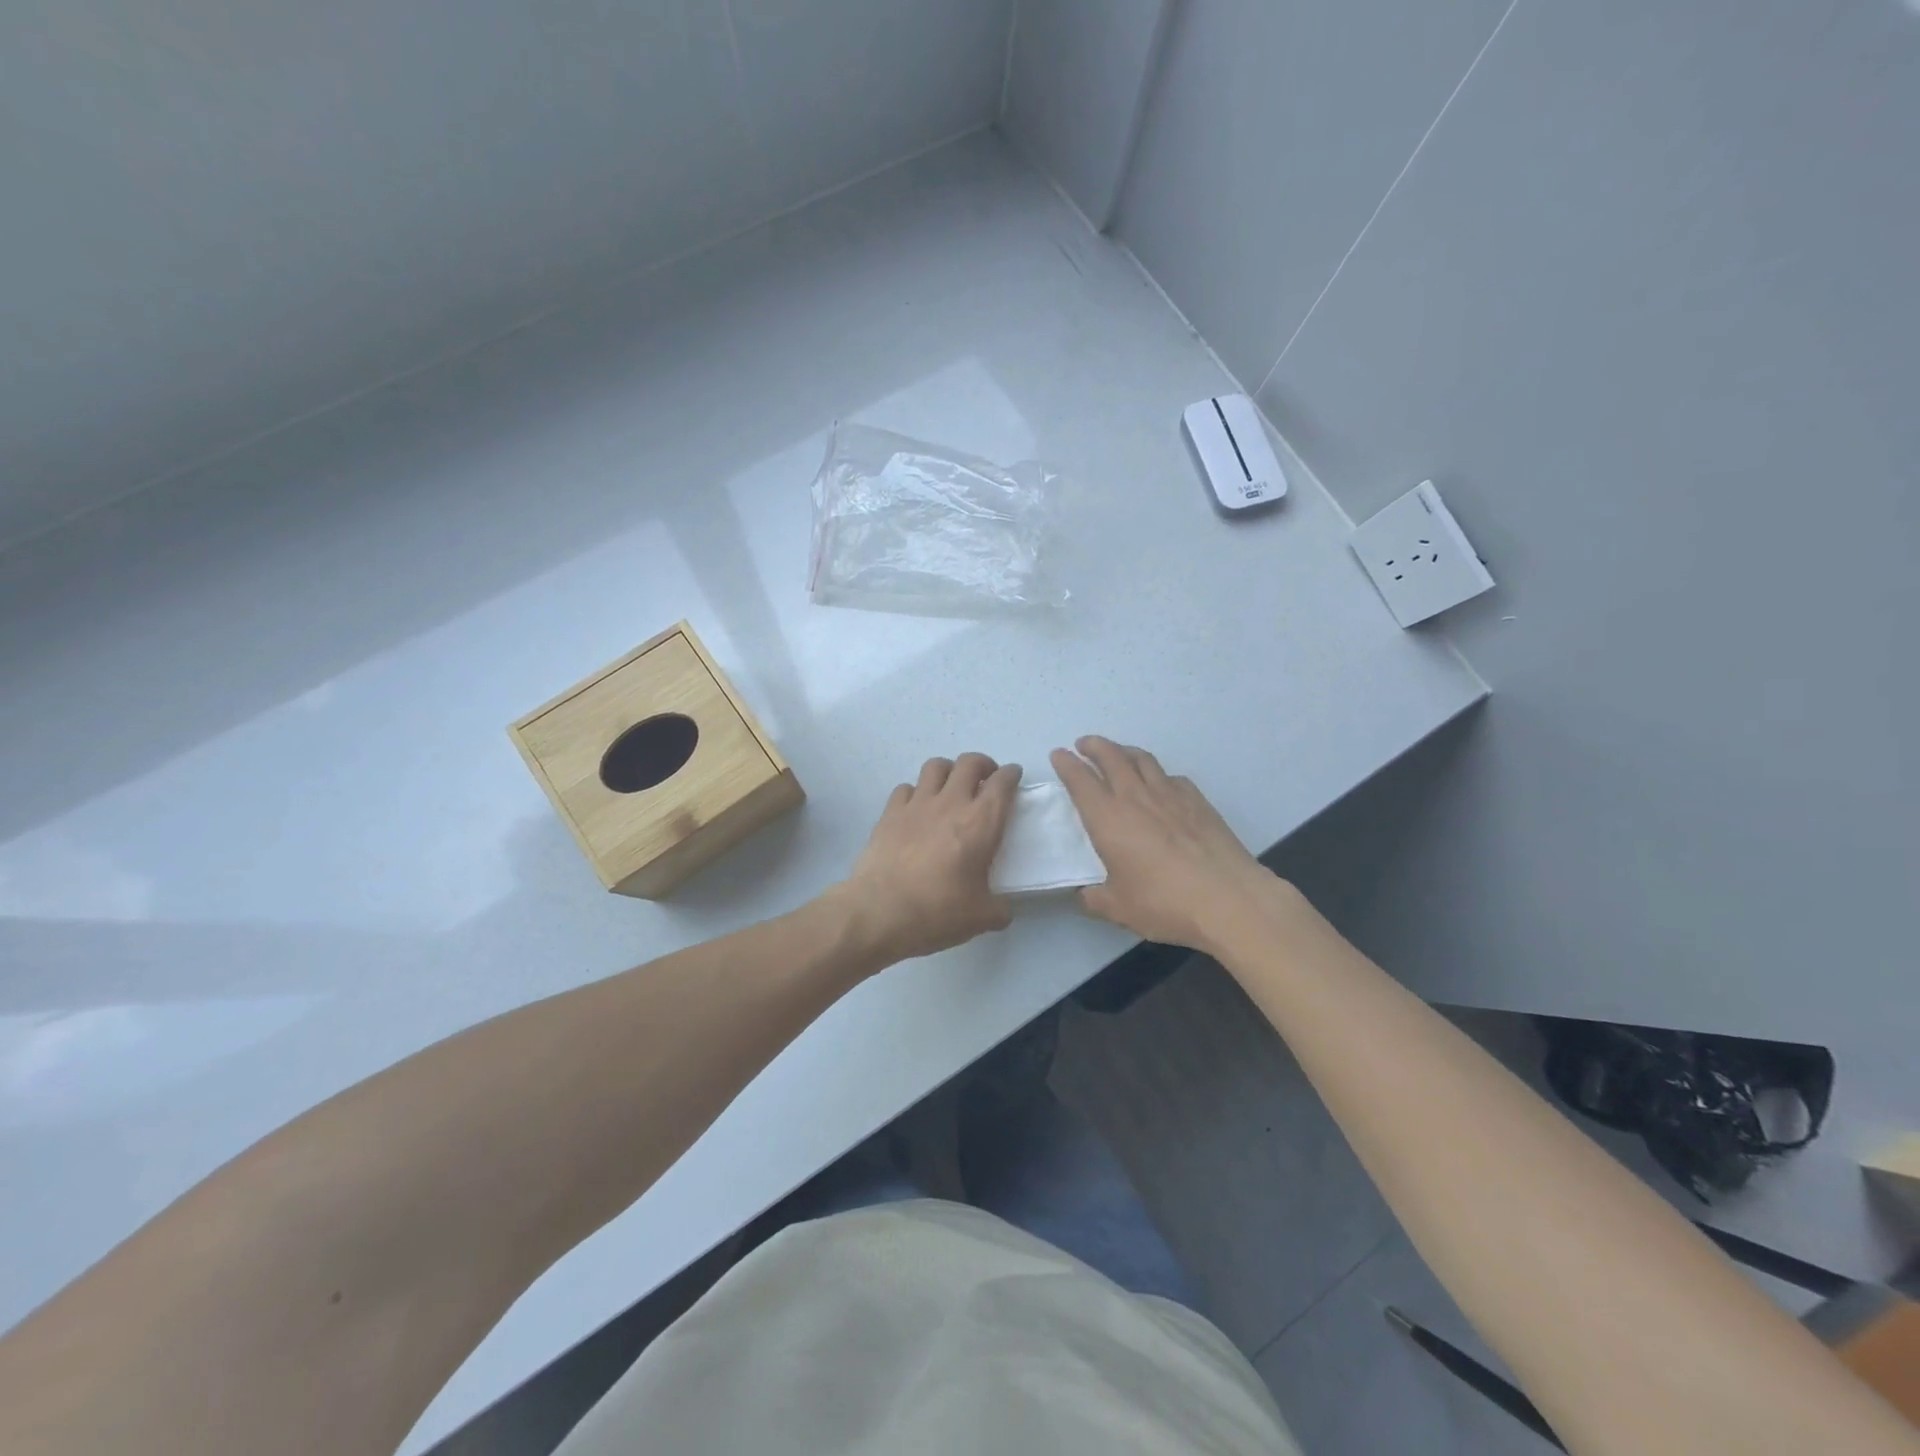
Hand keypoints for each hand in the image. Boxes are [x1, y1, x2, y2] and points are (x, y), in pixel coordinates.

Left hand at [836, 753, 1021, 964]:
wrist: (880, 912)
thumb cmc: (938, 912)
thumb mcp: (982, 917)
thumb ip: (999, 908)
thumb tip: (1001, 908)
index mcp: (981, 823)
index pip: (1002, 783)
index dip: (1011, 774)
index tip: (1013, 776)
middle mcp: (950, 803)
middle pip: (969, 762)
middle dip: (982, 764)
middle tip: (985, 779)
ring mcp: (917, 804)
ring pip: (936, 766)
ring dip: (949, 771)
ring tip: (951, 787)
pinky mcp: (889, 813)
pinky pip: (906, 787)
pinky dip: (916, 792)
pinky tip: (917, 808)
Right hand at [1051, 736, 1279, 953]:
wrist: (1227, 899)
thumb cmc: (1163, 903)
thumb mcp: (1118, 908)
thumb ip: (1095, 899)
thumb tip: (1084, 894)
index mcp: (1107, 818)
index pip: (1080, 780)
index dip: (1067, 764)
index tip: (1059, 754)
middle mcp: (1135, 797)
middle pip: (1111, 757)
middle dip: (1094, 746)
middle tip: (1084, 744)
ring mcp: (1170, 795)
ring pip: (1142, 759)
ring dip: (1124, 751)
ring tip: (1118, 753)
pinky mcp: (1198, 801)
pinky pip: (1171, 777)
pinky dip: (1158, 774)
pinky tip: (1160, 784)